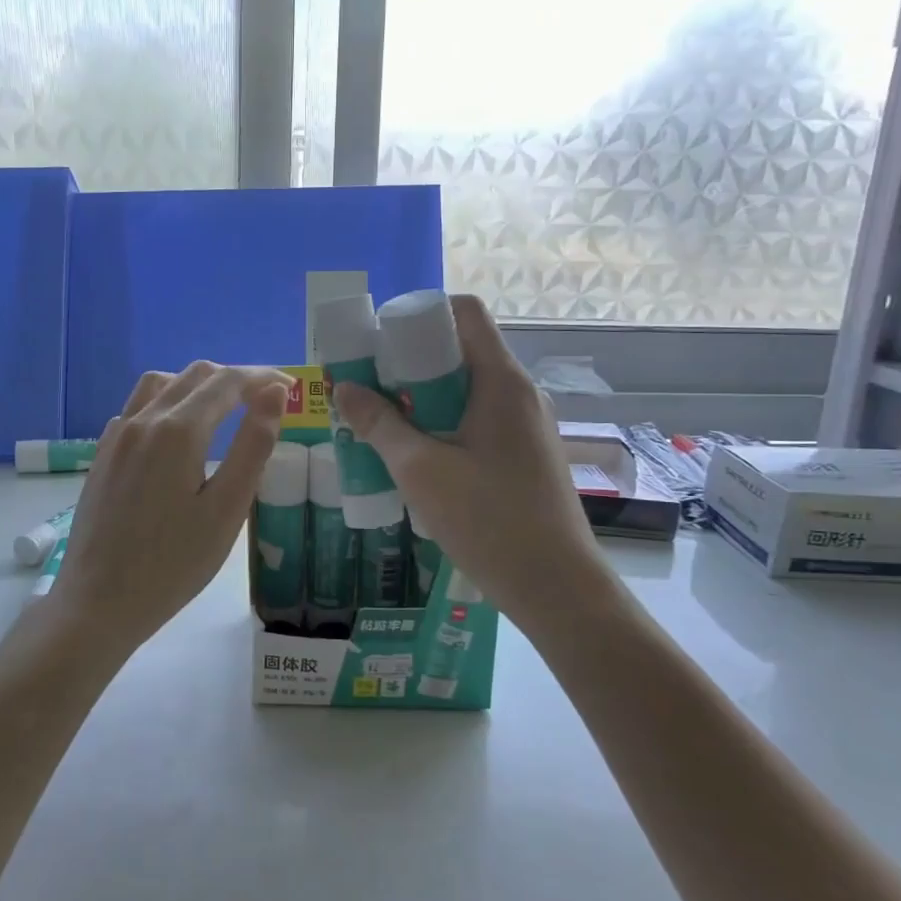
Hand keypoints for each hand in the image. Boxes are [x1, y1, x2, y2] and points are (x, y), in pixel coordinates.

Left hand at [48, 362, 293, 652]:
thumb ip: (253, 447)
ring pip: (161, 383)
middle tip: (267, 400)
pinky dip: (167, 402)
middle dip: (235, 378)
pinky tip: (177, 434)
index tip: (292, 386)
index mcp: (178, 430)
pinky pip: (138, 407)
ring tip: (224, 409)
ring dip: (198, 385)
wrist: (98, 602)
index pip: (228, 382)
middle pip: (195, 375)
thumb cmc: (172, 564)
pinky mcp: (103, 453)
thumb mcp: (226, 510)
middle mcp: (144, 420)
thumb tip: (275, 394)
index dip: (263, 377)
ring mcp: (118, 435)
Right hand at [331, 296, 612, 626]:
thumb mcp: (420, 470)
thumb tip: (344, 388)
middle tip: (368, 387)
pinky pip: (477, 421)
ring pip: (466, 390)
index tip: (380, 341)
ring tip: (382, 424)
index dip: (420, 314)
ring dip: (422, 399)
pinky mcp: (525, 455)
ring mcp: (526, 426)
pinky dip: (443, 424)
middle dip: (409, 363)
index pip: (464, 313)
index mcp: (500, 381)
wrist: (557, 588)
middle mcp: (519, 393)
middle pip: (460, 351)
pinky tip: (416, 457)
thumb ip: (379, 425)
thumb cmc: (488, 520)